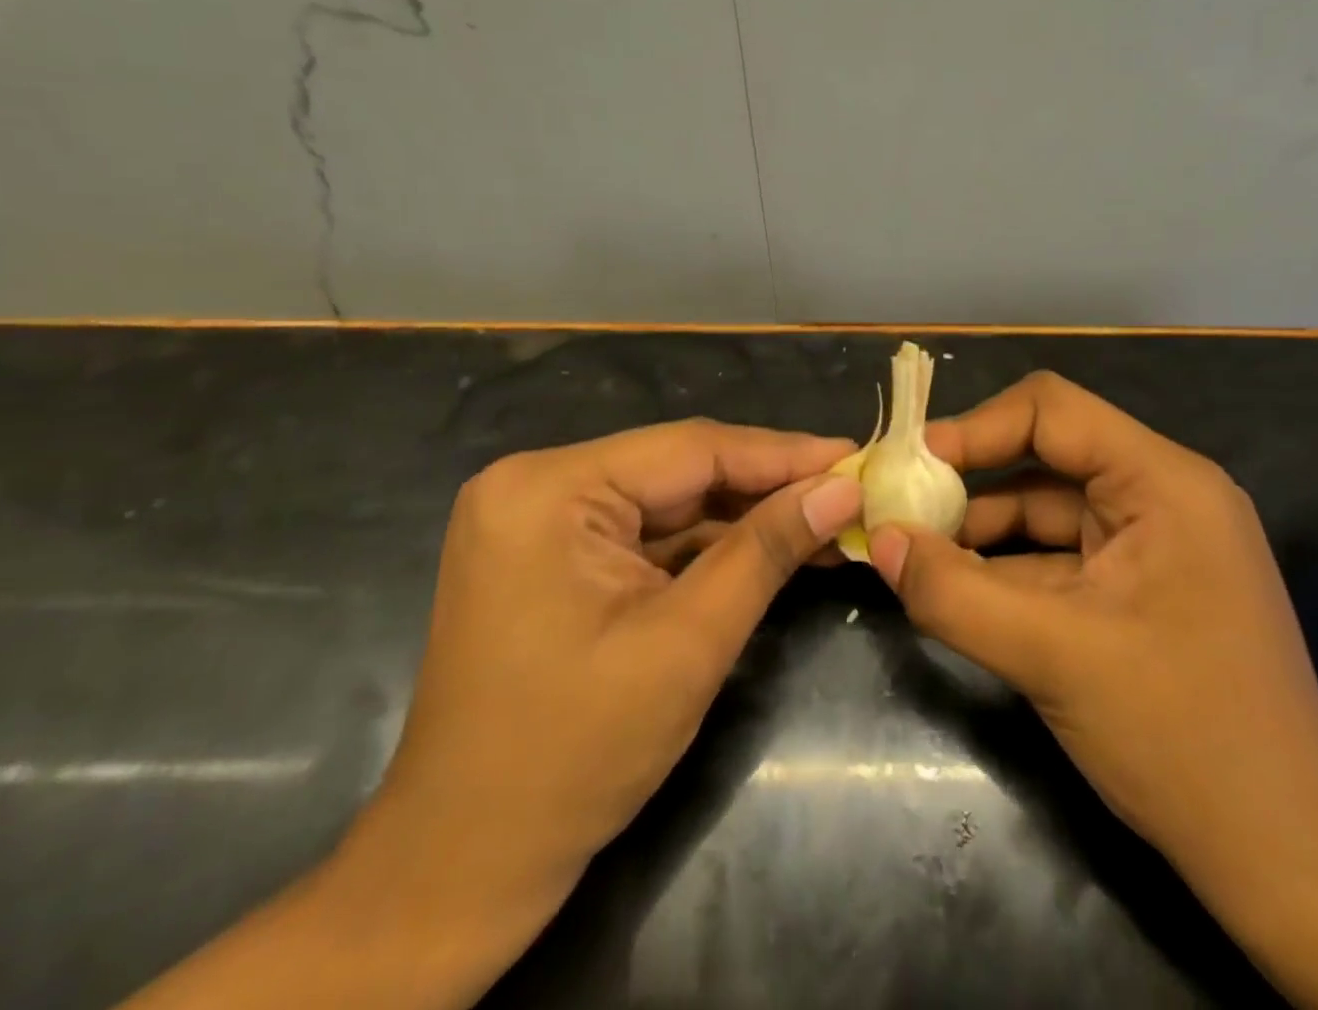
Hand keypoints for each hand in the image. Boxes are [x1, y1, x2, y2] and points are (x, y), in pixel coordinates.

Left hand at [336, 420, 860, 992]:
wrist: (463, 868)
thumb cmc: (573, 756)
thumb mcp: (687, 644)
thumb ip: (766, 551)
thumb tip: (842, 489)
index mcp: (549, 489)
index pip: (691, 449)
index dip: (782, 453)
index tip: (854, 456)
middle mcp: (537, 485)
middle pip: (678, 470)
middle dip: (765, 486)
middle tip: (847, 489)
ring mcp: (540, 520)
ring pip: (668, 501)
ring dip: (742, 516)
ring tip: (824, 517)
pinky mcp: (552, 555)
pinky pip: (646, 533)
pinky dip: (706, 545)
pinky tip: (768, 547)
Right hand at [869, 372, 1317, 915]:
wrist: (1286, 858)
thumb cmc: (1182, 735)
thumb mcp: (1053, 657)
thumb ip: (953, 592)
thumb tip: (876, 539)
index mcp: (1162, 482)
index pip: (1052, 410)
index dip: (977, 428)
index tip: (914, 466)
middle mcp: (1159, 497)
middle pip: (1045, 457)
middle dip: (971, 484)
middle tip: (901, 509)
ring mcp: (1150, 545)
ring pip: (1044, 512)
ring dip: (979, 532)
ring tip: (913, 554)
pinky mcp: (1135, 589)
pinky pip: (1056, 558)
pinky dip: (1004, 570)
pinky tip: (955, 589)